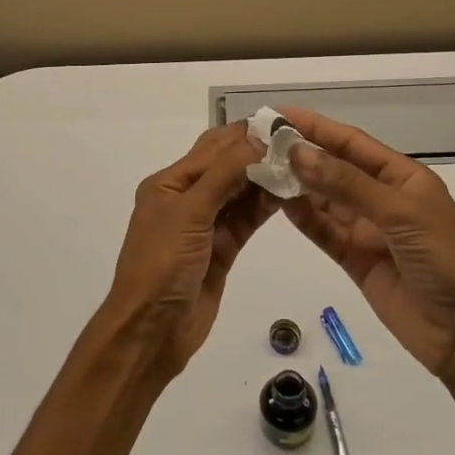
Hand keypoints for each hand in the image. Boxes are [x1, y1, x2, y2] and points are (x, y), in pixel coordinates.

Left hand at [98, 124, 277, 378]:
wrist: (152, 331)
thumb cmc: (162, 264)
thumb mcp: (189, 212)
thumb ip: (224, 174)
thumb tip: (258, 139)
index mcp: (169, 183)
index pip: (212, 148)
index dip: (245, 135)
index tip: (283, 123)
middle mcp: (187, 198)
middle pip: (227, 167)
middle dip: (258, 153)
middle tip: (299, 142)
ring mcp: (206, 225)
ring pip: (240, 193)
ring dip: (266, 179)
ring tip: (302, 165)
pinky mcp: (222, 249)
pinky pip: (246, 220)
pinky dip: (265, 206)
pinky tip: (290, 193)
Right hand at [277, 107, 454, 387]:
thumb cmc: (447, 260)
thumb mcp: (401, 213)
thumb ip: (348, 184)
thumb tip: (298, 152)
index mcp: (403, 177)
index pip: (352, 143)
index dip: (317, 127)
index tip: (279, 115)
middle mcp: (383, 198)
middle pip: (334, 169)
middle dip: (301, 155)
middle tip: (258, 143)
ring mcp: (368, 231)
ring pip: (325, 201)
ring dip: (296, 185)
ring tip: (259, 170)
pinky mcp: (356, 261)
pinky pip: (324, 233)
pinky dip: (303, 218)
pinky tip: (278, 204)